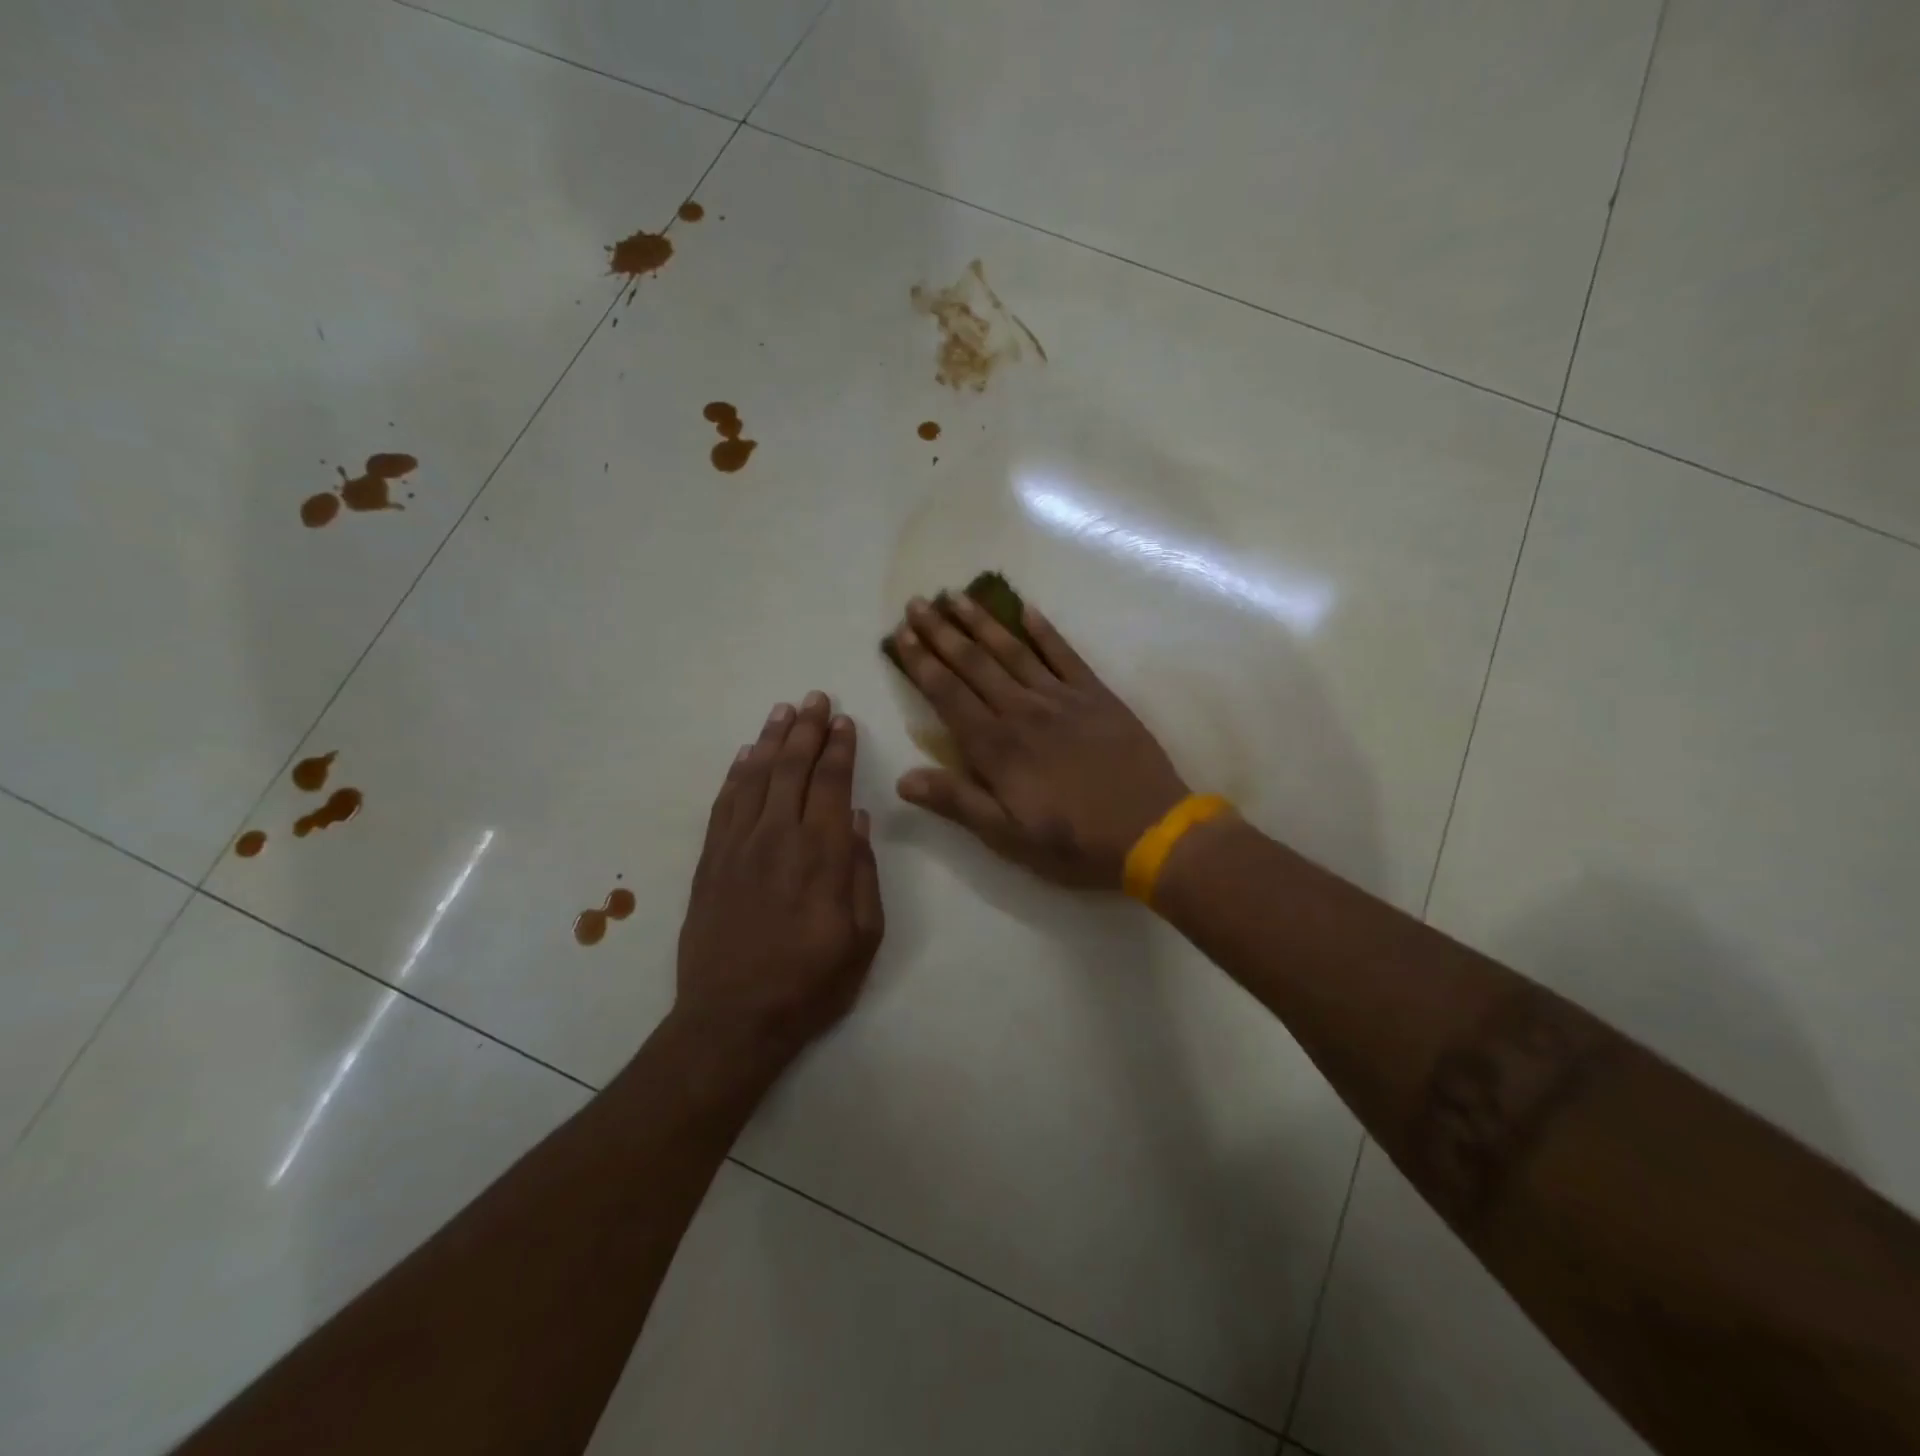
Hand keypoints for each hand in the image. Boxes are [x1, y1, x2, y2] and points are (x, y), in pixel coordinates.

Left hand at [674, 693, 884, 1066]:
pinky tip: (747, 755)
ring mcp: (738, 846)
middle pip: (793, 769)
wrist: (733, 1019)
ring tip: (784, 711)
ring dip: (771, 740)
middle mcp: (778, 838)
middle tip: (816, 698)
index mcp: (822, 854)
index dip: (839, 748)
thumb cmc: (811, 983)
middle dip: (807, 729)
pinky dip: (736, 774)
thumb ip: (863, 874)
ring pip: (756, 777)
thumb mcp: (864, 938)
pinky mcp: (710, 861)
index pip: (832, 784)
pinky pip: (724, 804)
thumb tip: (859, 821)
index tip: (844, 720)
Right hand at [888, 594, 1189, 887]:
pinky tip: (1027, 609)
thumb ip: (957, 802)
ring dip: (982, 622)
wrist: (1152, 830)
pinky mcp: (1096, 695)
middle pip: (974, 663)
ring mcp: (1061, 698)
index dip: (921, 662)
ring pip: (1012, 650)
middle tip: (918, 602)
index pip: (947, 694)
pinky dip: (1044, 630)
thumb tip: (903, 779)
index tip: (900, 634)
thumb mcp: (1008, 836)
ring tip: (957, 596)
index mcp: (997, 747)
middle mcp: (1022, 711)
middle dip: (942, 631)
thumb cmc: (1074, 842)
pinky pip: (1065, 654)